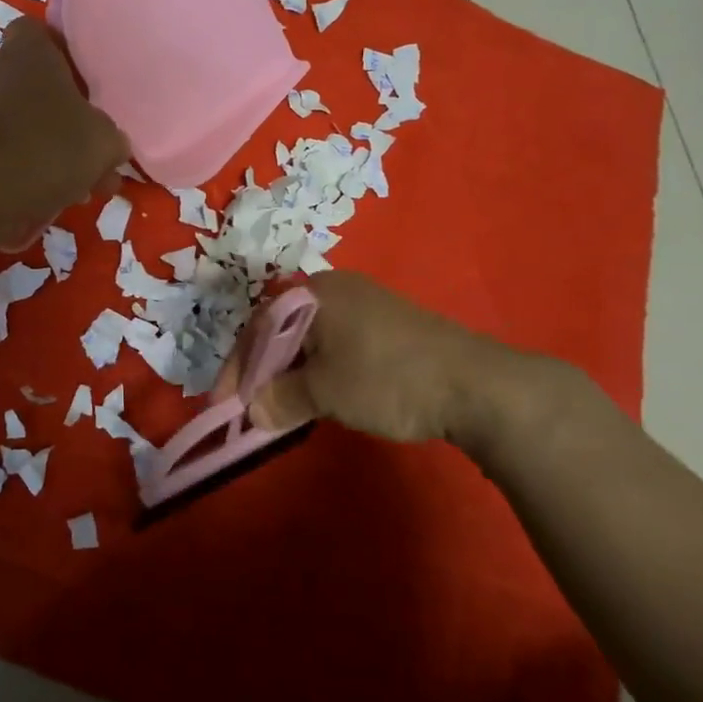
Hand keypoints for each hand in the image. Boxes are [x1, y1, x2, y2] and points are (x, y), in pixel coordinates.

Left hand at [0, 18, 129, 244]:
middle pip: (36, 87)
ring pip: (25, 126)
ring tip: (82, 186)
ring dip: (52, 152)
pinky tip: (55, 200)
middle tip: (93, 148)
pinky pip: (9, 156)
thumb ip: (112, 139)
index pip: (39, 32)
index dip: (62, 53)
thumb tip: (111, 147)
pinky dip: (30, 174)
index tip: (85, 81)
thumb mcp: (105, 141)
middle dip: (65, 118)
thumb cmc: (50, 143)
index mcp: (30, 52)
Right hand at [231, 271, 551, 453]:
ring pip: (309, 338)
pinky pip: (337, 343)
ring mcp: (366, 304)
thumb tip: (253, 412)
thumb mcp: (326, 392)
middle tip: (252, 406)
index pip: (258, 327)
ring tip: (282, 406)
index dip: (238, 367)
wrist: (477, 385)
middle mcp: (336, 289)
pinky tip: (322, 394)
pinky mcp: (388, 325)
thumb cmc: (387, 378)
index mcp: (313, 293)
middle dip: (263, 370)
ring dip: (291, 373)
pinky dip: (319, 370)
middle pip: (281, 329)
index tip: (225, 403)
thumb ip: (281, 399)